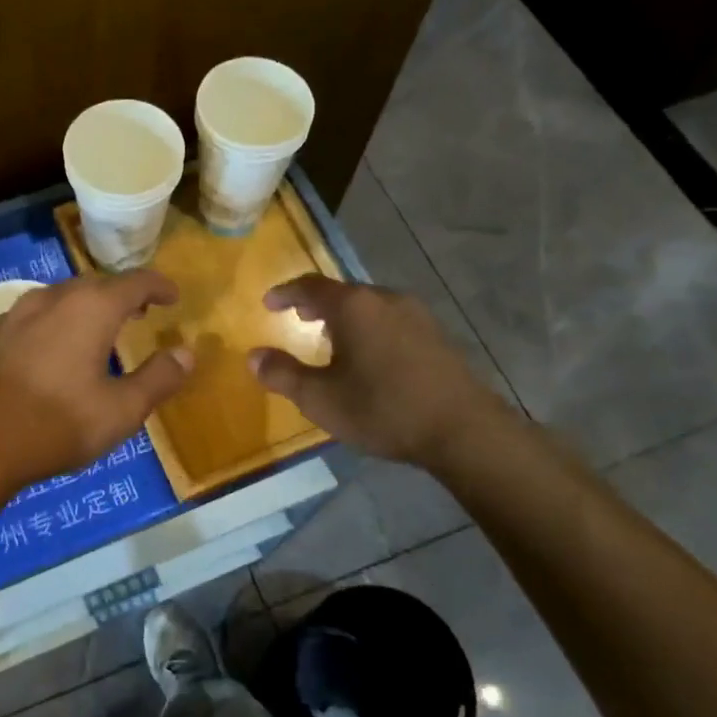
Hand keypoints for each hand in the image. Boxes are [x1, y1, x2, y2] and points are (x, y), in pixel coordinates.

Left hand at [0, 271, 193, 500]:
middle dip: (124, 294)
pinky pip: (37, 313)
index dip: (159, 286)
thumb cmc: (56, 425)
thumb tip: (187, 353)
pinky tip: (56, 345)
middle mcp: (53, 298)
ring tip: (101, 327)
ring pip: (63, 296)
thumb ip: (159, 378)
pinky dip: (59, 319)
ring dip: (89, 305)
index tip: (173, 297)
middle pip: (97, 284)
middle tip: (142, 312)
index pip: (135, 282)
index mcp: (91, 308)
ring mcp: (17, 313)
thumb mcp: (121, 411)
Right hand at [248, 274, 500, 465]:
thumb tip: (253, 356)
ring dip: (345, 316)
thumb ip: (283, 374)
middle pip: (343, 292)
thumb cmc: (382, 409)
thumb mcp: (320, 399)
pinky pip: (391, 319)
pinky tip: (369, 355)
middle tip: (298, 318)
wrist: (463, 430)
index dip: (286, 292)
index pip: (311, 286)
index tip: (269, 303)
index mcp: (353, 306)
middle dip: (316, 304)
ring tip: (331, 338)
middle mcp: (385, 299)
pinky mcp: (437, 334)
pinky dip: (370, 327)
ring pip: (369, 305)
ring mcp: (417, 314)